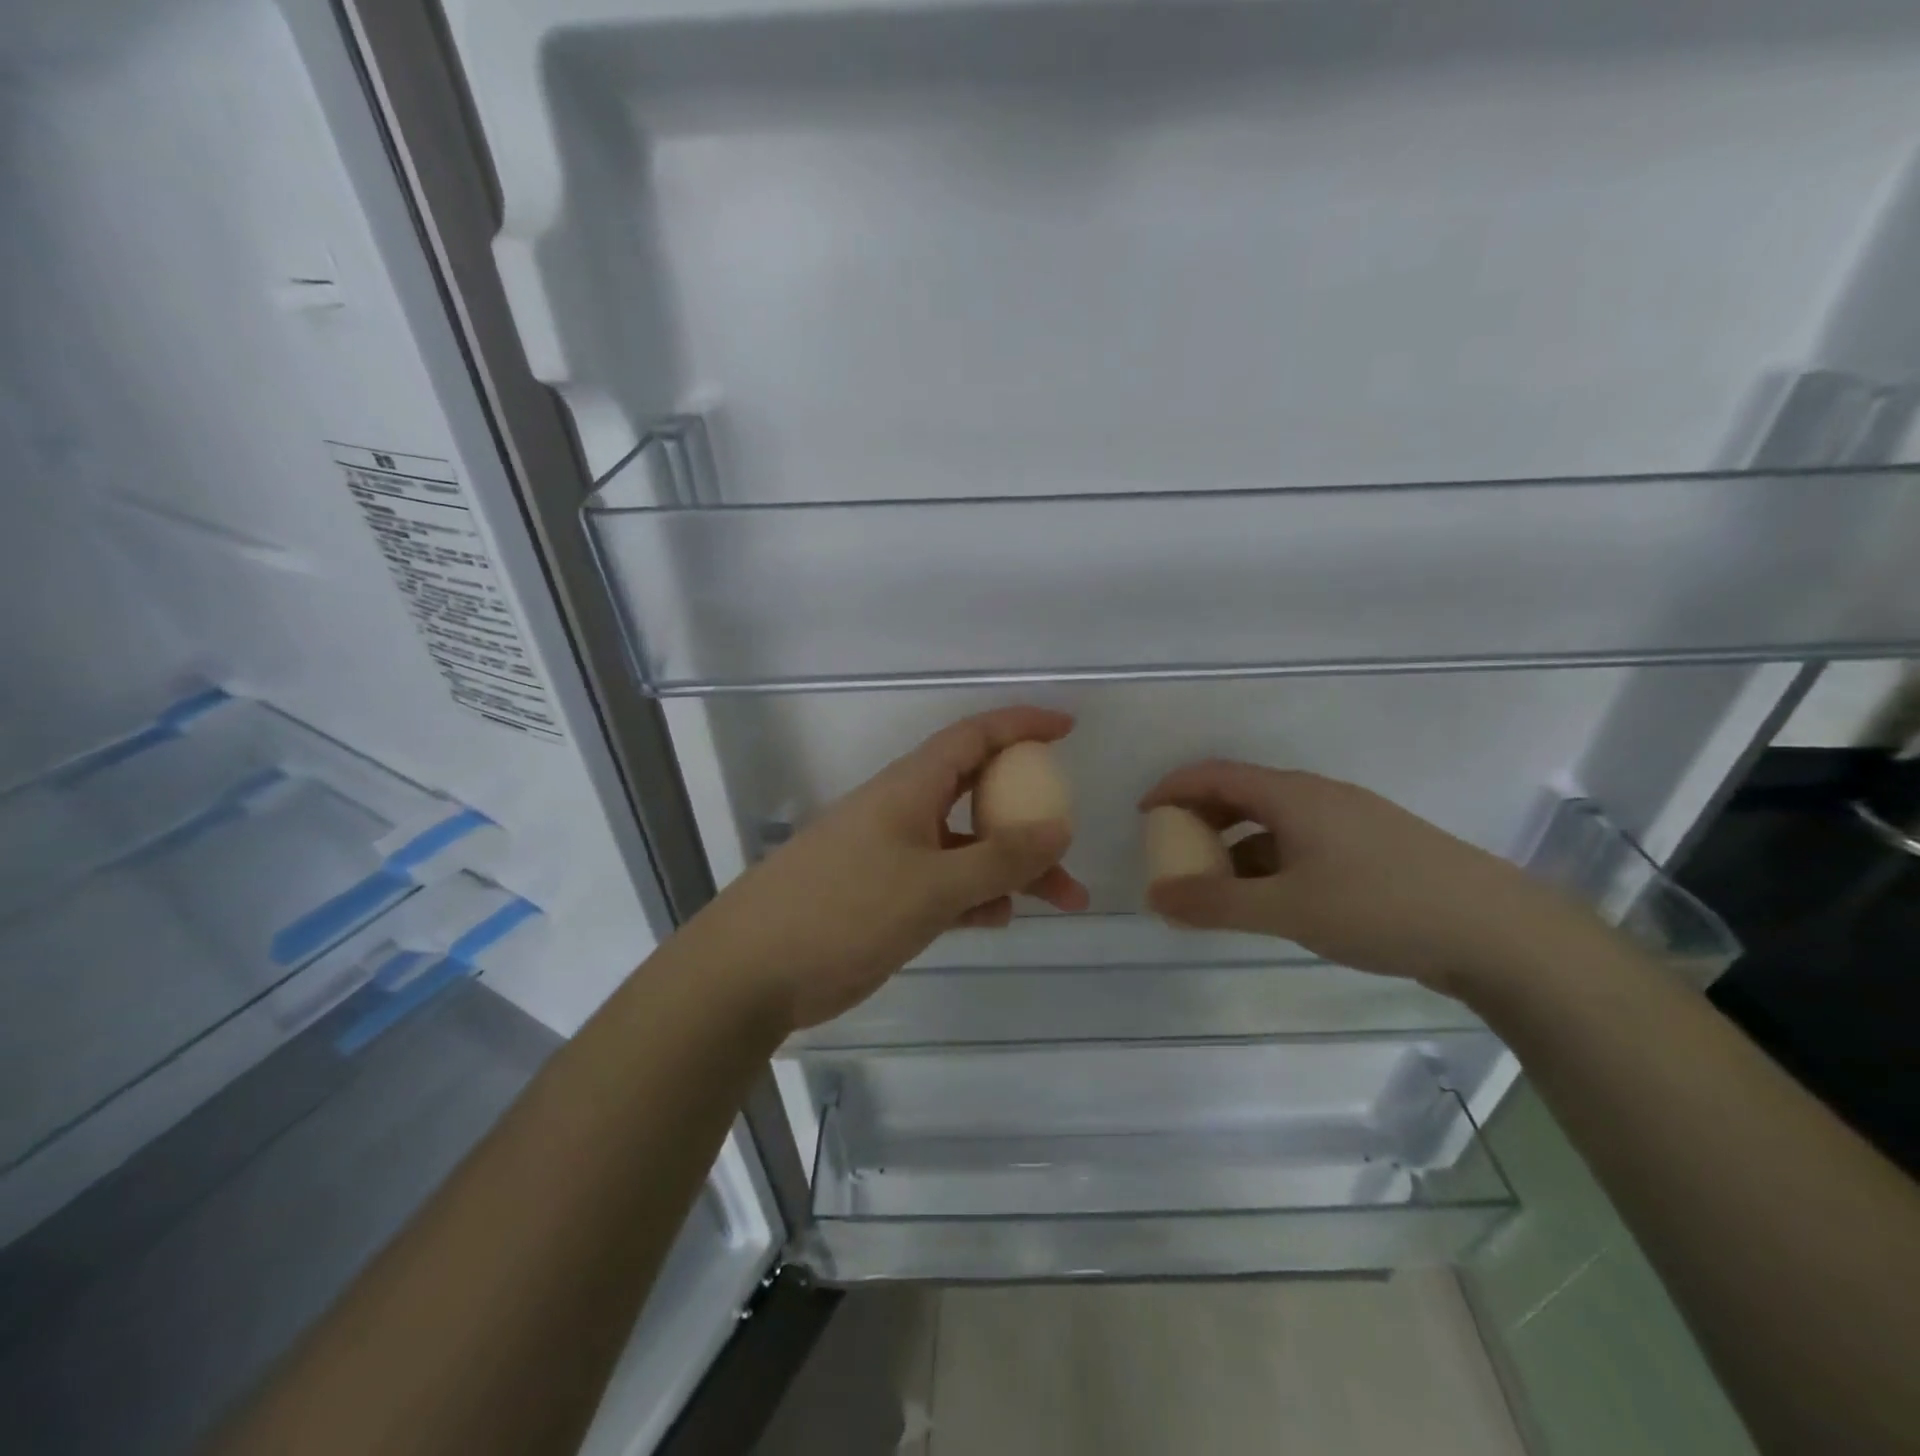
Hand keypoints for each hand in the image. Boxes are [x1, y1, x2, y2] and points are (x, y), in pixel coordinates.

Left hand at [696, 707, 1087, 1030]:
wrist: (754, 970)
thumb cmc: (845, 909)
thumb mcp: (932, 885)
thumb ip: (999, 858)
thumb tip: (1059, 828)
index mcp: (910, 787)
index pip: (974, 737)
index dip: (1021, 725)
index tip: (1067, 729)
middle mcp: (904, 812)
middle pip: (979, 795)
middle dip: (1030, 816)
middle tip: (1071, 842)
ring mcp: (892, 856)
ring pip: (967, 848)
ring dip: (1013, 868)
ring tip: (1064, 901)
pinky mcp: (884, 897)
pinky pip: (945, 885)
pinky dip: (976, 897)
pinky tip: (999, 919)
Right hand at [1140, 761, 1600, 997]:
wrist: (1498, 933)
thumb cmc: (1382, 907)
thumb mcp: (1288, 909)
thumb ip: (1217, 903)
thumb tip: (1156, 896)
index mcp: (1293, 796)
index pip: (1215, 775)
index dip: (1173, 789)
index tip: (1143, 815)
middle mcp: (1318, 798)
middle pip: (1242, 795)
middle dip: (1200, 820)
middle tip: (1173, 852)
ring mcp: (1350, 823)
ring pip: (1273, 824)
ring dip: (1235, 847)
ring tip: (1214, 886)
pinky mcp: (1373, 851)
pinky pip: (1300, 845)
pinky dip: (1269, 864)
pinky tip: (1270, 900)